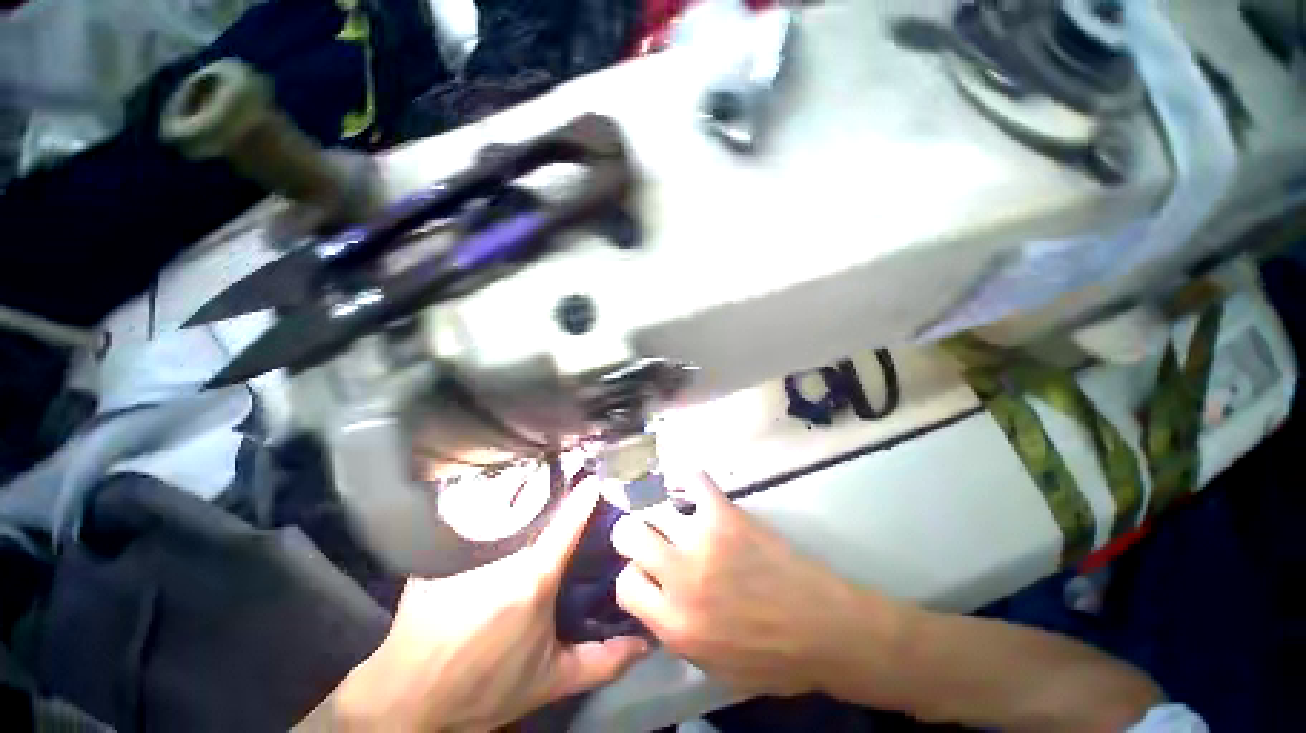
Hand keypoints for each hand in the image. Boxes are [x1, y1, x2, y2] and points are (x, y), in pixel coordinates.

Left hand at [328, 481, 648, 731]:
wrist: (407, 700)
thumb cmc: (484, 688)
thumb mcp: (550, 680)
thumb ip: (602, 660)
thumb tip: (645, 643)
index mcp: (533, 580)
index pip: (566, 525)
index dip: (583, 498)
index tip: (594, 477)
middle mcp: (501, 557)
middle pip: (535, 510)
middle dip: (554, 495)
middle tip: (568, 483)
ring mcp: (466, 551)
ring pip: (503, 510)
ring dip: (522, 498)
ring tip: (536, 490)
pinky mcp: (437, 552)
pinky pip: (470, 518)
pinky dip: (488, 509)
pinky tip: (495, 507)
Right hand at [610, 472, 897, 696]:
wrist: (823, 629)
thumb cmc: (772, 657)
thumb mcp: (712, 665)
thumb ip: (674, 634)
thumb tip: (653, 603)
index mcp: (674, 624)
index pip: (625, 586)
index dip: (633, 577)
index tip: (646, 572)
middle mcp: (679, 580)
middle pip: (630, 536)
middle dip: (633, 535)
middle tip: (648, 535)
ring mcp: (702, 542)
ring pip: (652, 507)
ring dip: (655, 506)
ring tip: (666, 507)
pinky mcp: (725, 516)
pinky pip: (695, 481)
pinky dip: (688, 478)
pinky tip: (688, 484)